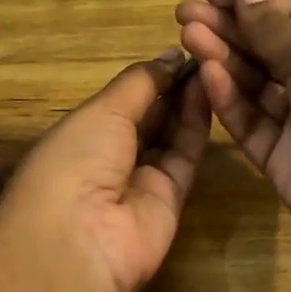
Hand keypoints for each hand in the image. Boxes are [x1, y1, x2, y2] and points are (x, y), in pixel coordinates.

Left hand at [0, 48, 211, 291]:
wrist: (80, 241)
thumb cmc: (76, 160)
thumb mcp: (101, 111)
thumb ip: (140, 83)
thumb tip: (169, 55)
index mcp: (80, 134)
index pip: (120, 101)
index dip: (148, 78)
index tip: (180, 51)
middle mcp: (108, 157)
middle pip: (147, 117)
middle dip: (171, 87)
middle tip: (206, 54)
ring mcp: (140, 180)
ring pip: (169, 135)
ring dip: (188, 102)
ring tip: (214, 65)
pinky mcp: (170, 200)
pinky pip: (185, 157)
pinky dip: (197, 126)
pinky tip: (212, 92)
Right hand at [177, 0, 290, 282]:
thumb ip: (272, 26)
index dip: (252, 5)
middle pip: (266, 50)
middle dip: (227, 30)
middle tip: (184, 14)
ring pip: (253, 85)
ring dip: (222, 59)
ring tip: (188, 36)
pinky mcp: (280, 158)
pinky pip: (250, 123)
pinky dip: (229, 99)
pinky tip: (207, 74)